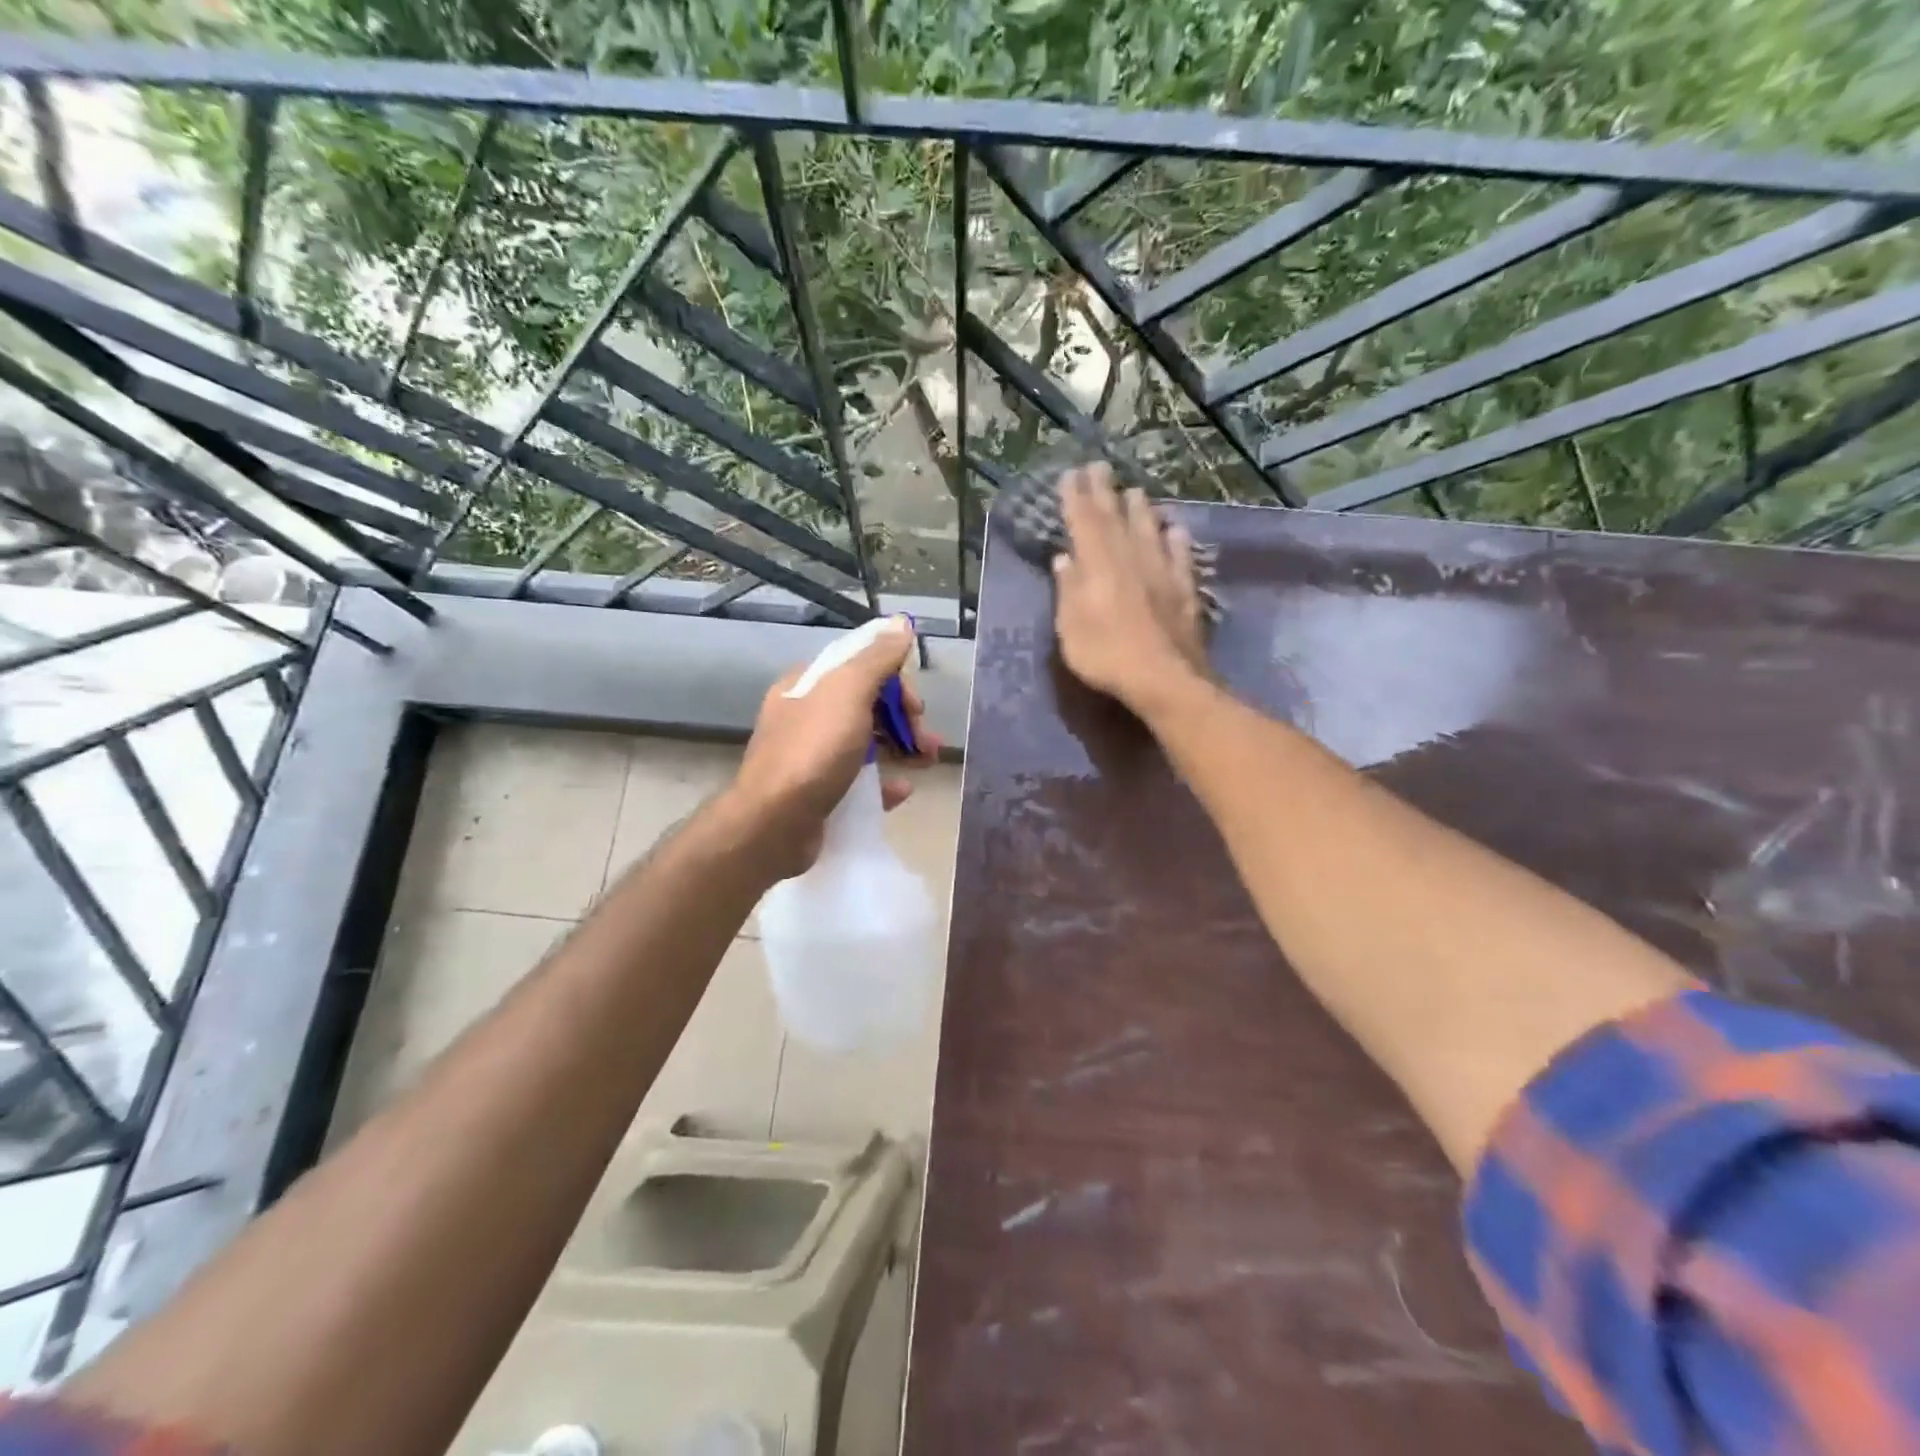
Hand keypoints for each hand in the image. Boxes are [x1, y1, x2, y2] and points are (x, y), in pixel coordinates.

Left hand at [727, 613, 940, 878]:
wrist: (774, 824)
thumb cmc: (813, 751)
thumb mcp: (848, 693)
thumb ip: (877, 658)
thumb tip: (901, 623)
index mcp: (808, 685)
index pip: (859, 668)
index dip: (894, 683)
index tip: (916, 706)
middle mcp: (806, 716)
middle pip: (866, 707)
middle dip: (903, 720)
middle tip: (927, 741)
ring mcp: (810, 757)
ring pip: (866, 744)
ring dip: (901, 749)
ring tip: (927, 763)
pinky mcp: (817, 793)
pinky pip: (858, 781)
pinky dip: (883, 782)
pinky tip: (901, 791)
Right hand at [1051, 463, 1210, 718]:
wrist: (1165, 679)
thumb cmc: (1107, 656)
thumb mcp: (1071, 629)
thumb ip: (1068, 590)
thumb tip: (1064, 559)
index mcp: (1098, 566)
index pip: (1084, 522)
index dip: (1076, 497)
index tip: (1071, 475)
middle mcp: (1131, 559)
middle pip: (1116, 518)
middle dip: (1106, 491)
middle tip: (1100, 466)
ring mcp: (1162, 573)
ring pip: (1150, 531)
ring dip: (1141, 509)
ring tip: (1136, 490)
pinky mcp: (1185, 590)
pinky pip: (1181, 557)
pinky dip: (1176, 540)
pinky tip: (1176, 529)